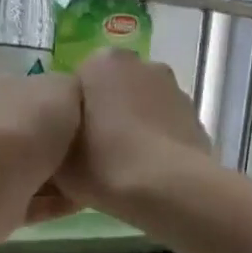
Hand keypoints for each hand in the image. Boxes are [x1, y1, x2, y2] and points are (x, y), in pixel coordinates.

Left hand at [0, 71, 82, 223]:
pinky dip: (56, 203)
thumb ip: (73, 90)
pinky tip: (84, 202)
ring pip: (33, 171)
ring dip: (62, 178)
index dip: (64, 105)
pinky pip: (34, 203)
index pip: (33, 95)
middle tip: (100, 152)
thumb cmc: (31, 123)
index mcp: (0, 91)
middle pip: (34, 135)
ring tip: (97, 180)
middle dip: (63, 145)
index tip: (93, 118)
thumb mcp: (64, 88)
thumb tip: (77, 99)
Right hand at [59, 50, 215, 217]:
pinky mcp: (197, 118)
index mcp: (101, 63)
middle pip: (116, 89)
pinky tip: (151, 173)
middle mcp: (142, 64)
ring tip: (126, 167)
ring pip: (145, 107)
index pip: (80, 83)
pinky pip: (167, 128)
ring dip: (136, 127)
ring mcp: (175, 90)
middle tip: (97, 153)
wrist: (167, 189)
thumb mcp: (58, 159)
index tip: (73, 143)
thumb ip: (54, 139)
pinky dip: (159, 143)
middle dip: (109, 113)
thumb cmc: (103, 165)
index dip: (74, 114)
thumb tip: (61, 139)